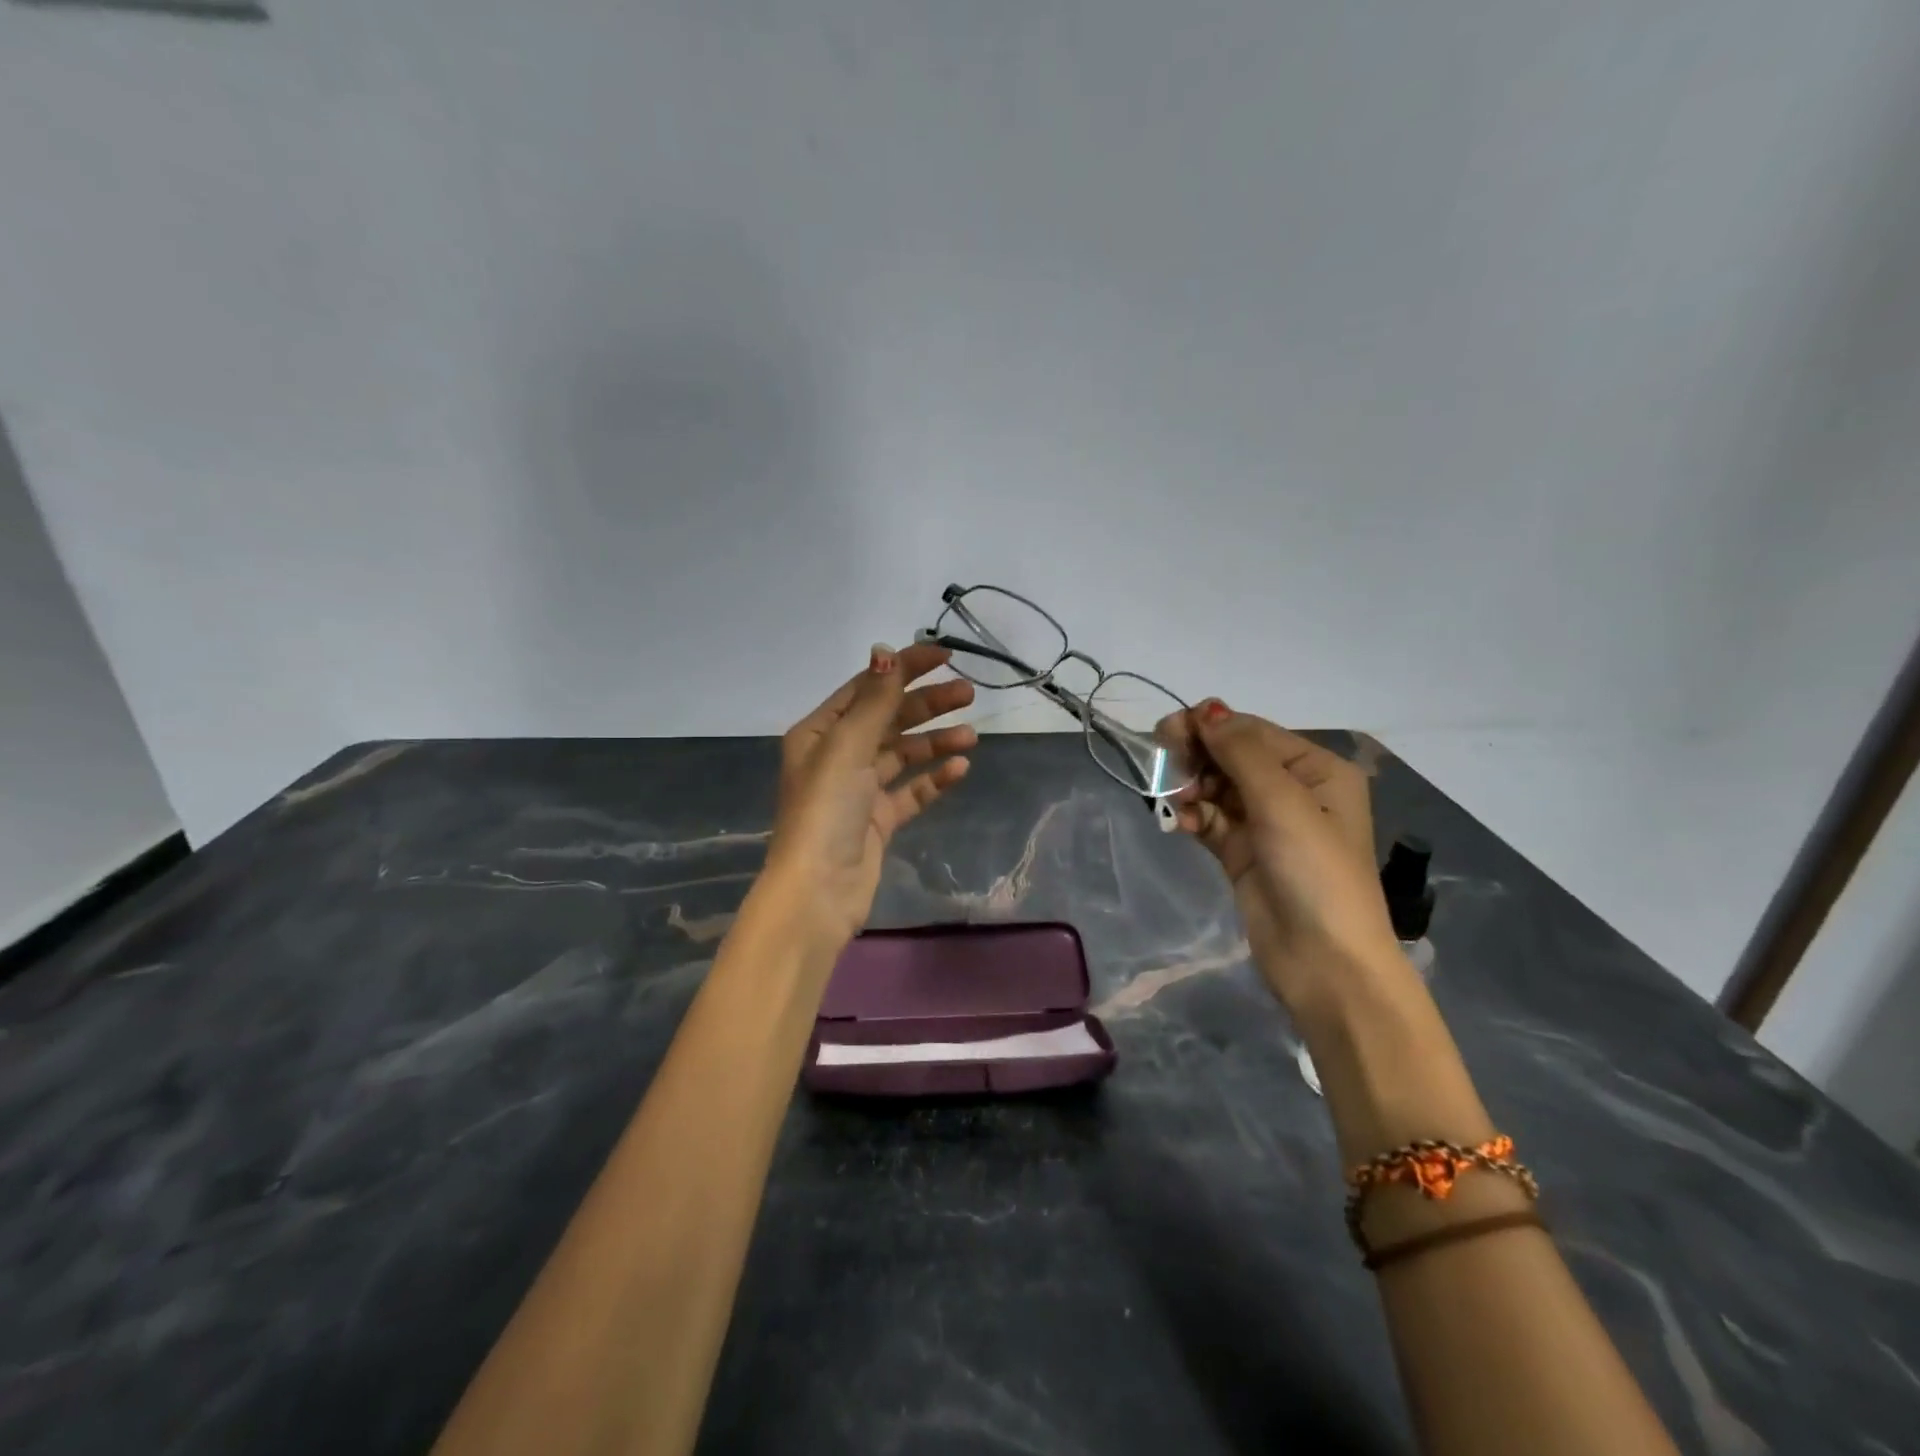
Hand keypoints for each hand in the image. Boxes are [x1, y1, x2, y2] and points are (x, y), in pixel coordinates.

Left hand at [764, 641, 977, 949]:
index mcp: (820, 732)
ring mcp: (859, 790)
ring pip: (903, 754)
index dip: (904, 668)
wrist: (819, 890)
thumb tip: (885, 651)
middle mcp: (837, 756)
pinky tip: (959, 769)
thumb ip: (874, 700)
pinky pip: (911, 791)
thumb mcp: (847, 746)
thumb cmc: (826, 809)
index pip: (868, 688)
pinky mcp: (878, 820)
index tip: (945, 656)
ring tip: (971, 735)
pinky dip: (933, 778)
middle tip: (968, 694)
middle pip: (889, 718)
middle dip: (927, 705)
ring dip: (935, 741)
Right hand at [1166, 703, 1399, 1010]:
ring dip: (1191, 789)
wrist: (1325, 962)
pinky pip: (1210, 820)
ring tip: (1177, 804)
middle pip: (1232, 757)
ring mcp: (1266, 823)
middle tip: (1162, 762)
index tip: (1168, 729)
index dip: (1211, 726)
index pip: (1254, 732)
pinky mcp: (1242, 853)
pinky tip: (1180, 826)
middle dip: (1197, 757)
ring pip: (1216, 788)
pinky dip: (1193, 817)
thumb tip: (1207, 710)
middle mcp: (1293, 790)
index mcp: (1317, 770)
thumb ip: (1241, 753)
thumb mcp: (1283, 802)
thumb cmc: (1315, 872)